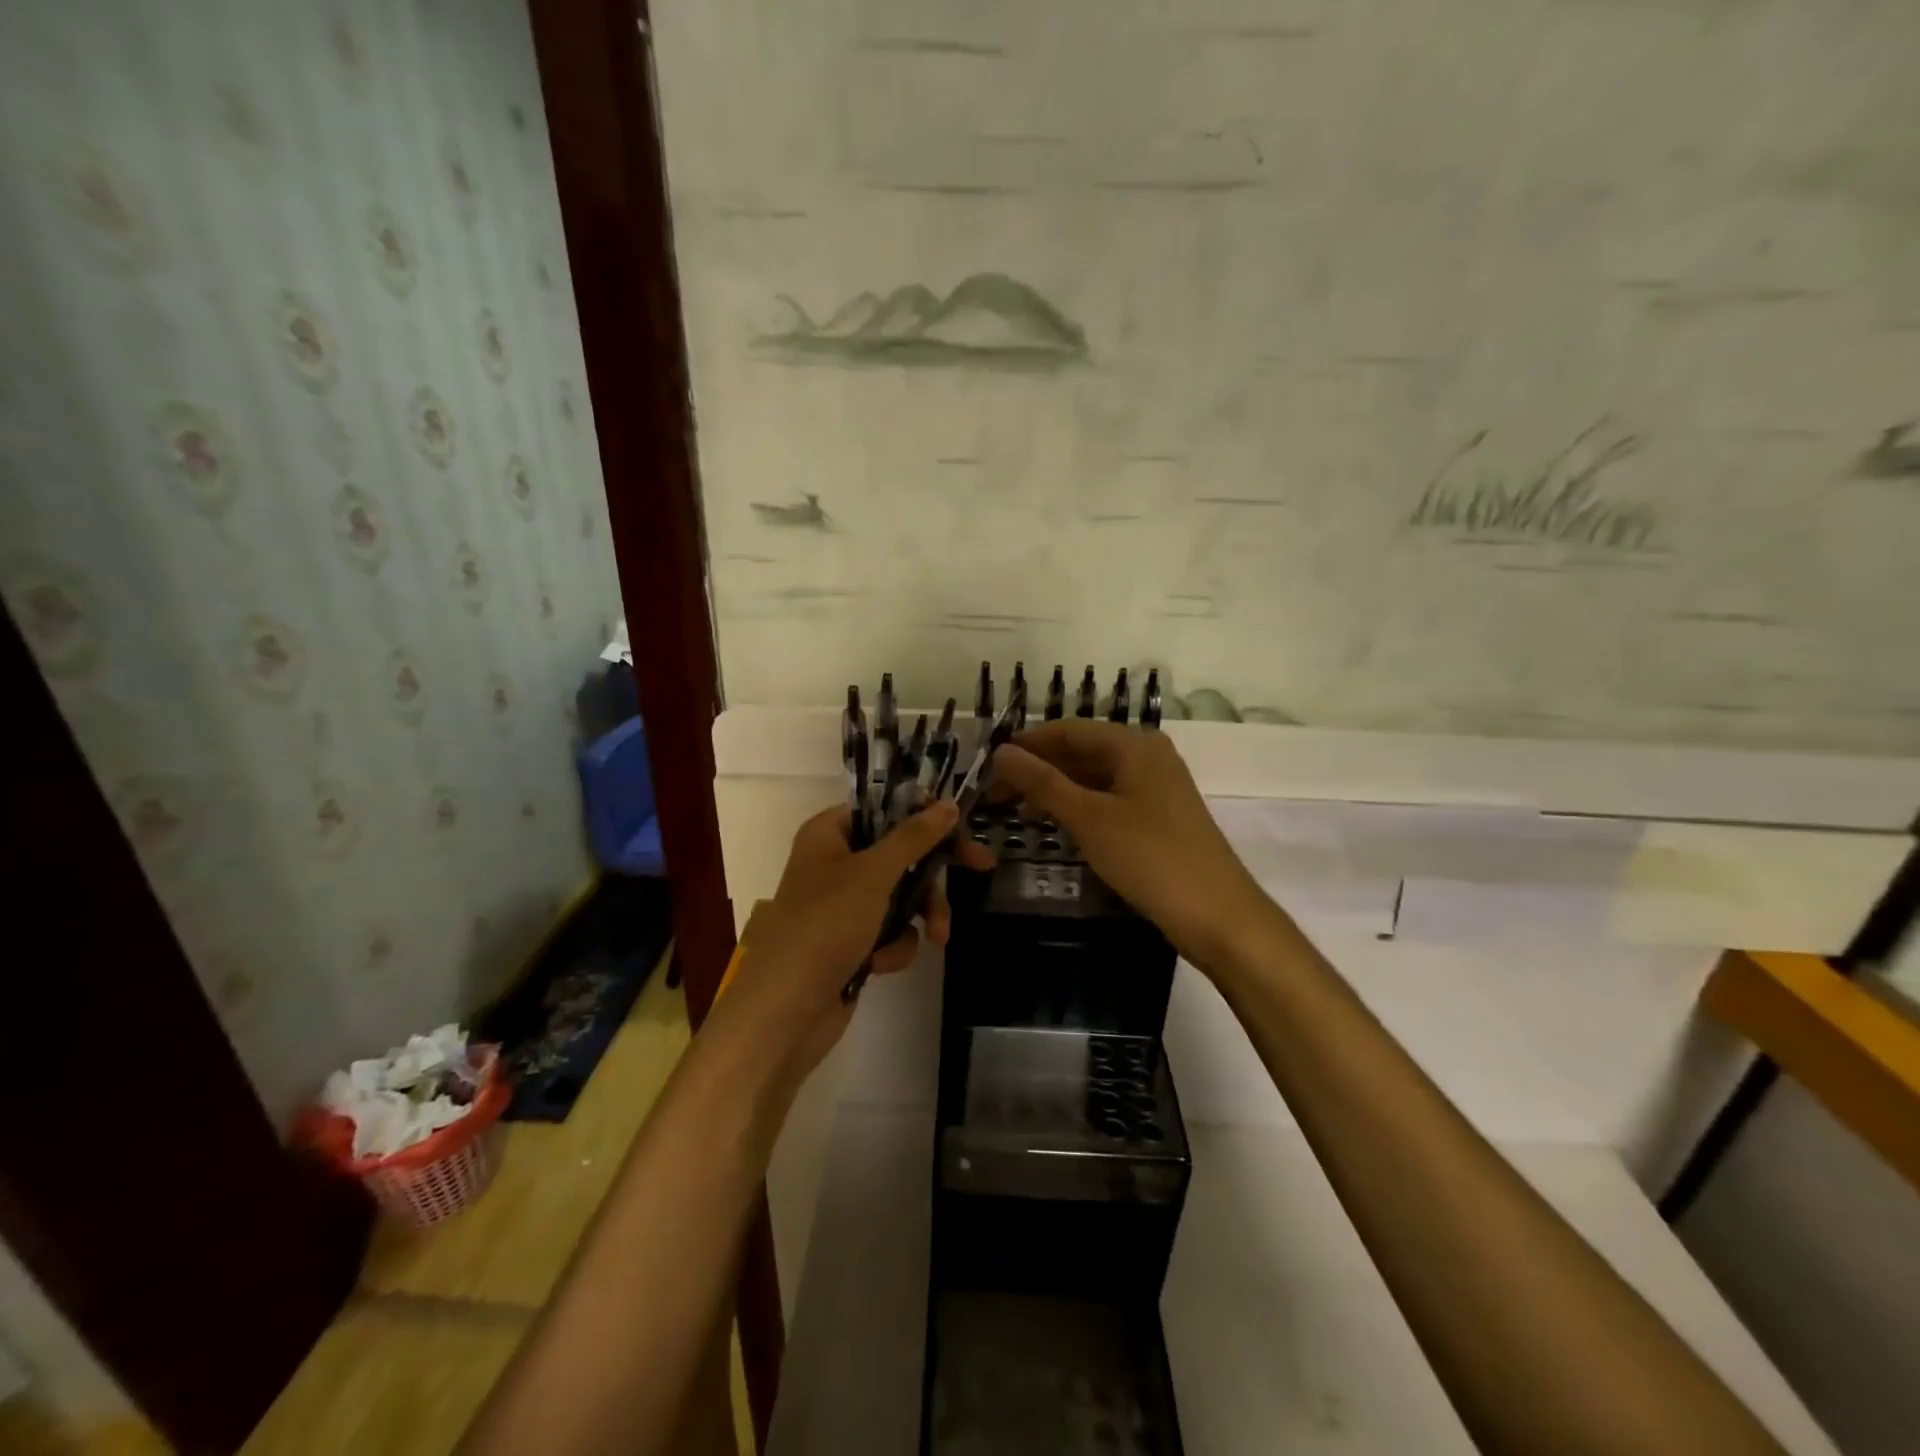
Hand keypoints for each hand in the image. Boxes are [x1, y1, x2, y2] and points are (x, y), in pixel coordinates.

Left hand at [712, 800, 991, 1082]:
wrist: (785, 1011)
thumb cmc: (825, 926)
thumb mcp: (873, 873)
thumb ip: (913, 837)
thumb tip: (948, 804)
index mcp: (828, 834)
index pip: (884, 808)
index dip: (923, 814)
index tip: (961, 823)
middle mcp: (833, 863)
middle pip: (899, 852)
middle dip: (932, 873)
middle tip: (981, 866)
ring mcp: (841, 906)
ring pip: (900, 895)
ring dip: (919, 915)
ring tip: (938, 936)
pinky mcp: (849, 943)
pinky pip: (888, 932)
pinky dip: (892, 946)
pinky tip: (880, 964)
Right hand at [990, 721, 1275, 974]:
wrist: (1218, 915)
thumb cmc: (1150, 858)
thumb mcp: (1089, 818)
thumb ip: (1042, 782)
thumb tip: (1001, 752)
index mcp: (1134, 744)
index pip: (1068, 730)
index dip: (1027, 744)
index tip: (988, 763)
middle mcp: (1147, 755)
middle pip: (1081, 752)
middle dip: (1038, 770)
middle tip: (995, 795)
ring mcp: (1156, 787)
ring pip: (1094, 777)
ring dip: (1056, 790)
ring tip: (1018, 811)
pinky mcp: (1159, 816)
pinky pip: (1109, 799)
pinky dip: (1079, 807)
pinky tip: (1056, 824)